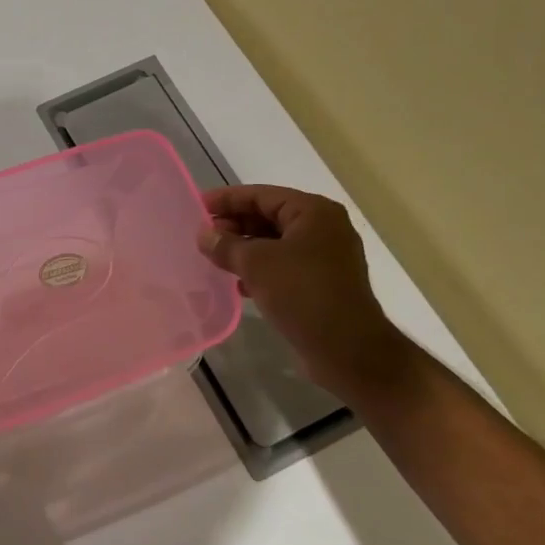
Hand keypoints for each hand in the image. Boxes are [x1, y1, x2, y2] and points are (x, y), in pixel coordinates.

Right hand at [198, 185, 416, 403]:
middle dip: (235, 225)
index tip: (197, 206)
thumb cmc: (303, 293)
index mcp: (314, 212)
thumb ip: (226, 245)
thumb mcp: (257, 264)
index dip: (227, 199)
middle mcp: (323, 229)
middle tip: (203, 236)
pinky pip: (283, 266)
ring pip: (275, 243)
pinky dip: (259, 270)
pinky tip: (237, 283)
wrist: (347, 349)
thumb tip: (204, 234)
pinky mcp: (321, 284)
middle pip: (269, 217)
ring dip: (244, 249)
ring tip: (214, 259)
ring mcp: (324, 257)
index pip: (262, 195)